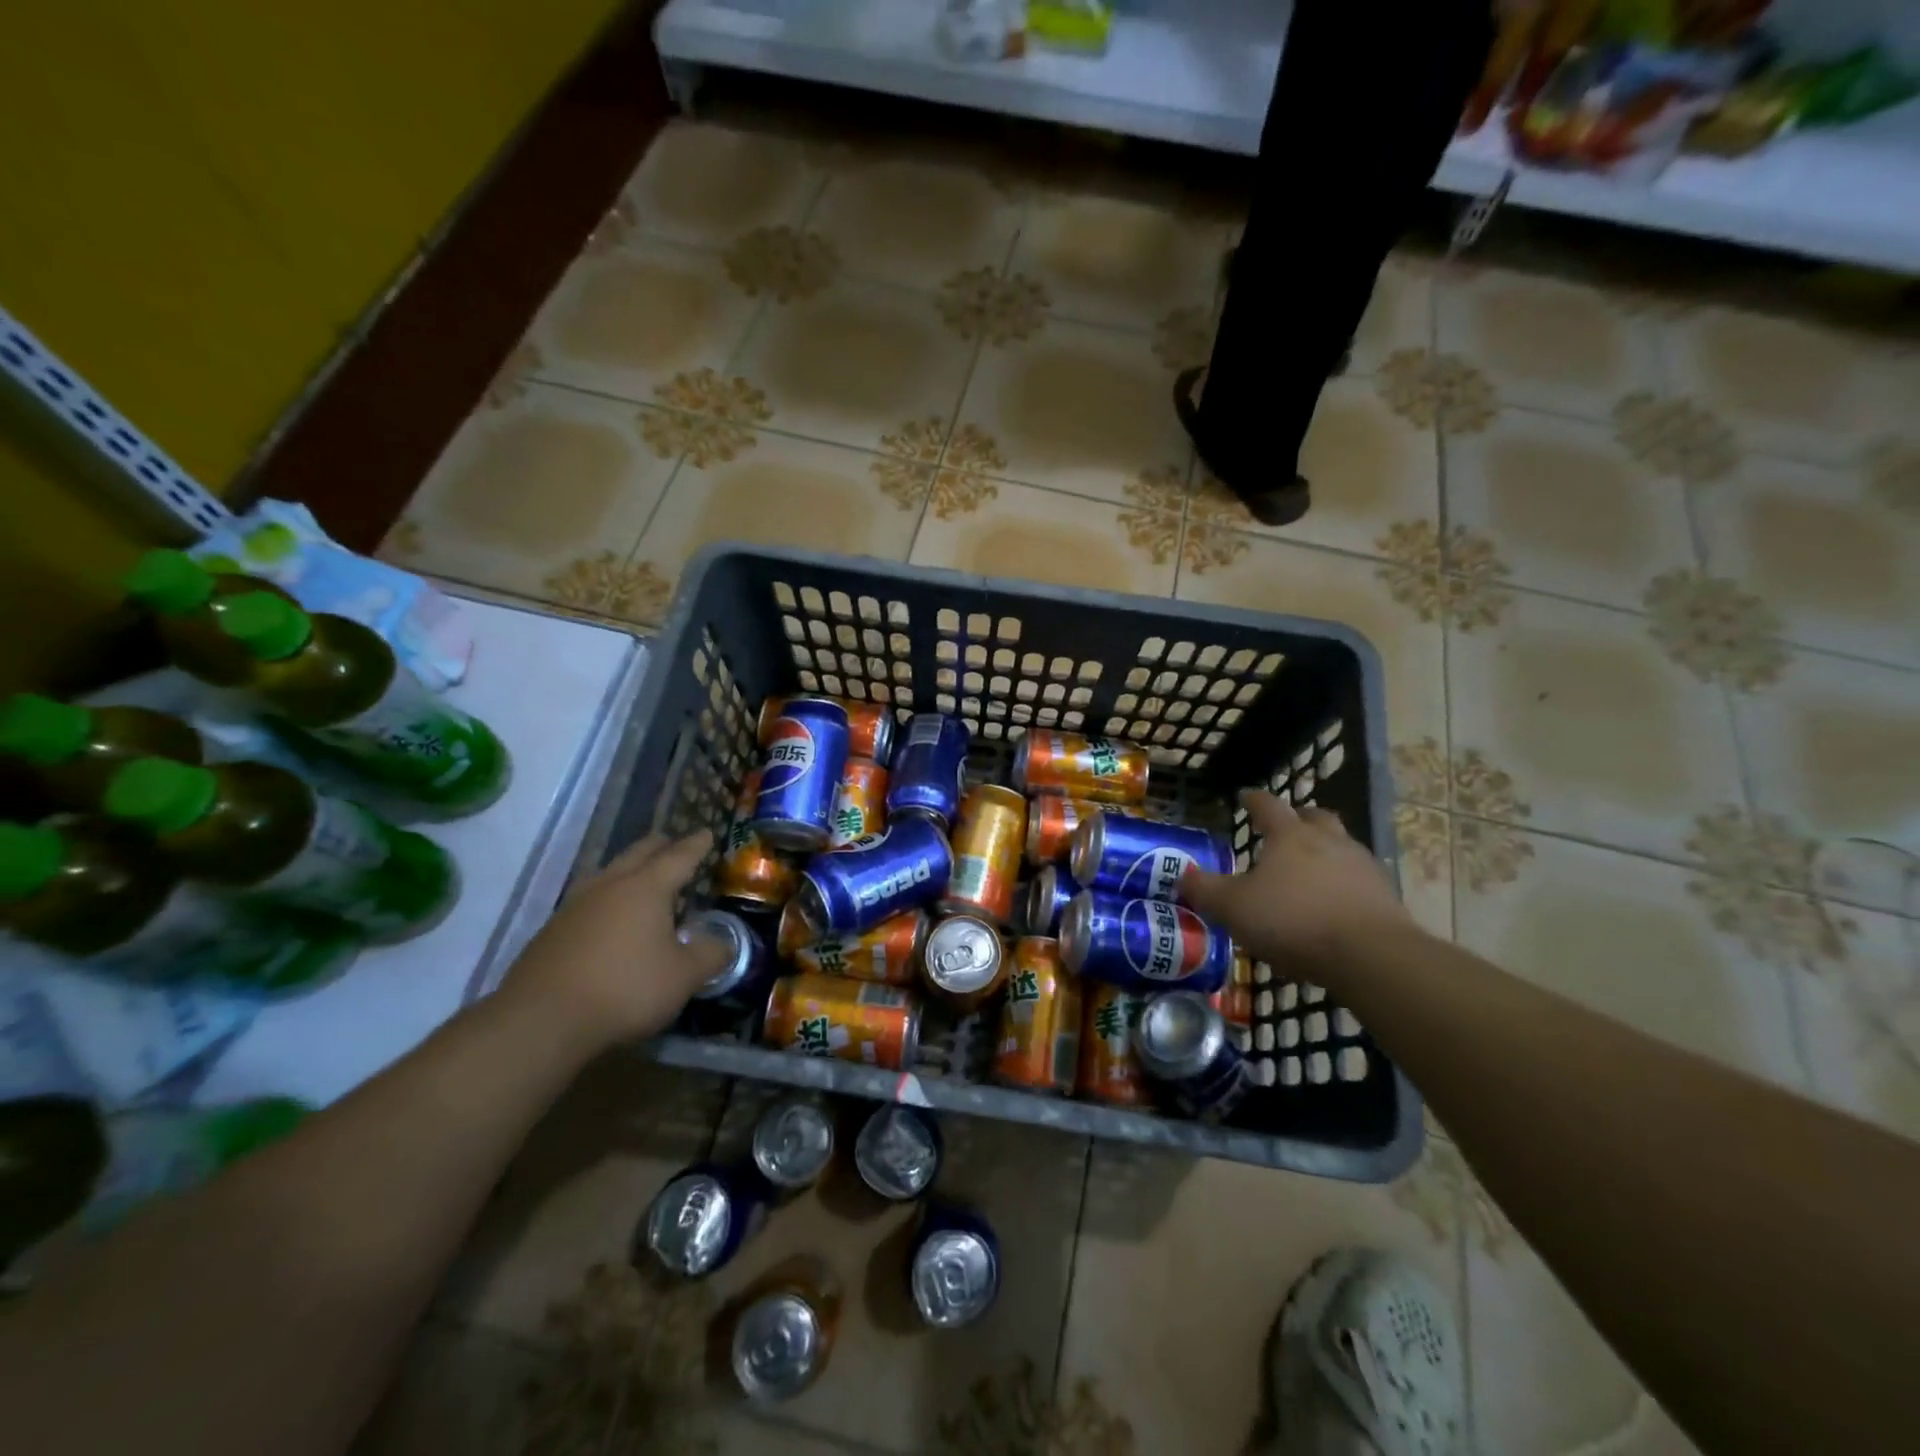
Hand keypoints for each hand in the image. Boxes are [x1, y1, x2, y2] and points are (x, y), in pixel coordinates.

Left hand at [499, 832, 730, 1047]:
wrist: (541, 1021)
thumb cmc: (625, 989)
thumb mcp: (683, 977)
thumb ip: (709, 956)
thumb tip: (723, 944)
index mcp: (646, 888)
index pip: (678, 858)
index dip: (696, 846)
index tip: (706, 833)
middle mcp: (609, 887)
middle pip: (637, 854)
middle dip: (659, 847)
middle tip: (672, 843)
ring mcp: (574, 907)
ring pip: (607, 874)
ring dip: (627, 870)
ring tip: (638, 876)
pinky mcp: (551, 932)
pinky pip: (588, 902)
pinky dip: (606, 900)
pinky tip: (607, 918)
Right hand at [1181, 793, 1411, 976]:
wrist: (1371, 956)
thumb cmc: (1293, 921)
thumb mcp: (1233, 908)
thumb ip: (1205, 890)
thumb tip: (1182, 876)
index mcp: (1290, 835)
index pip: (1268, 805)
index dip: (1253, 800)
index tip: (1244, 796)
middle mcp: (1328, 841)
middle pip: (1314, 817)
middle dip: (1298, 818)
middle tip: (1284, 828)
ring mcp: (1361, 866)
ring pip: (1340, 846)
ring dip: (1324, 851)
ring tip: (1307, 871)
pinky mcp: (1384, 896)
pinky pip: (1357, 879)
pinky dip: (1342, 884)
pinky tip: (1332, 904)